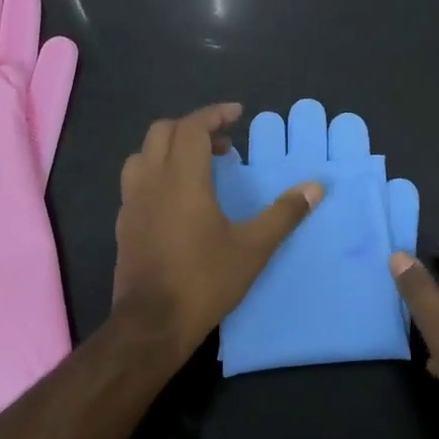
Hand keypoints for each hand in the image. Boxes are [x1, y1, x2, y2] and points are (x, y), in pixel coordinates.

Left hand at [114, 104, 322, 356]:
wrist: (151, 325)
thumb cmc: (204, 281)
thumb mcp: (253, 248)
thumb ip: (284, 214)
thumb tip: (316, 187)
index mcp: (182, 179)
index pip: (192, 127)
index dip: (214, 114)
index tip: (237, 114)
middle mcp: (151, 181)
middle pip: (163, 131)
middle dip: (193, 128)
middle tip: (223, 145)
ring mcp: (131, 202)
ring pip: (144, 154)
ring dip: (170, 148)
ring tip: (198, 167)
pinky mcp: (123, 223)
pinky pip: (136, 180)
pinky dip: (157, 172)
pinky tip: (176, 199)